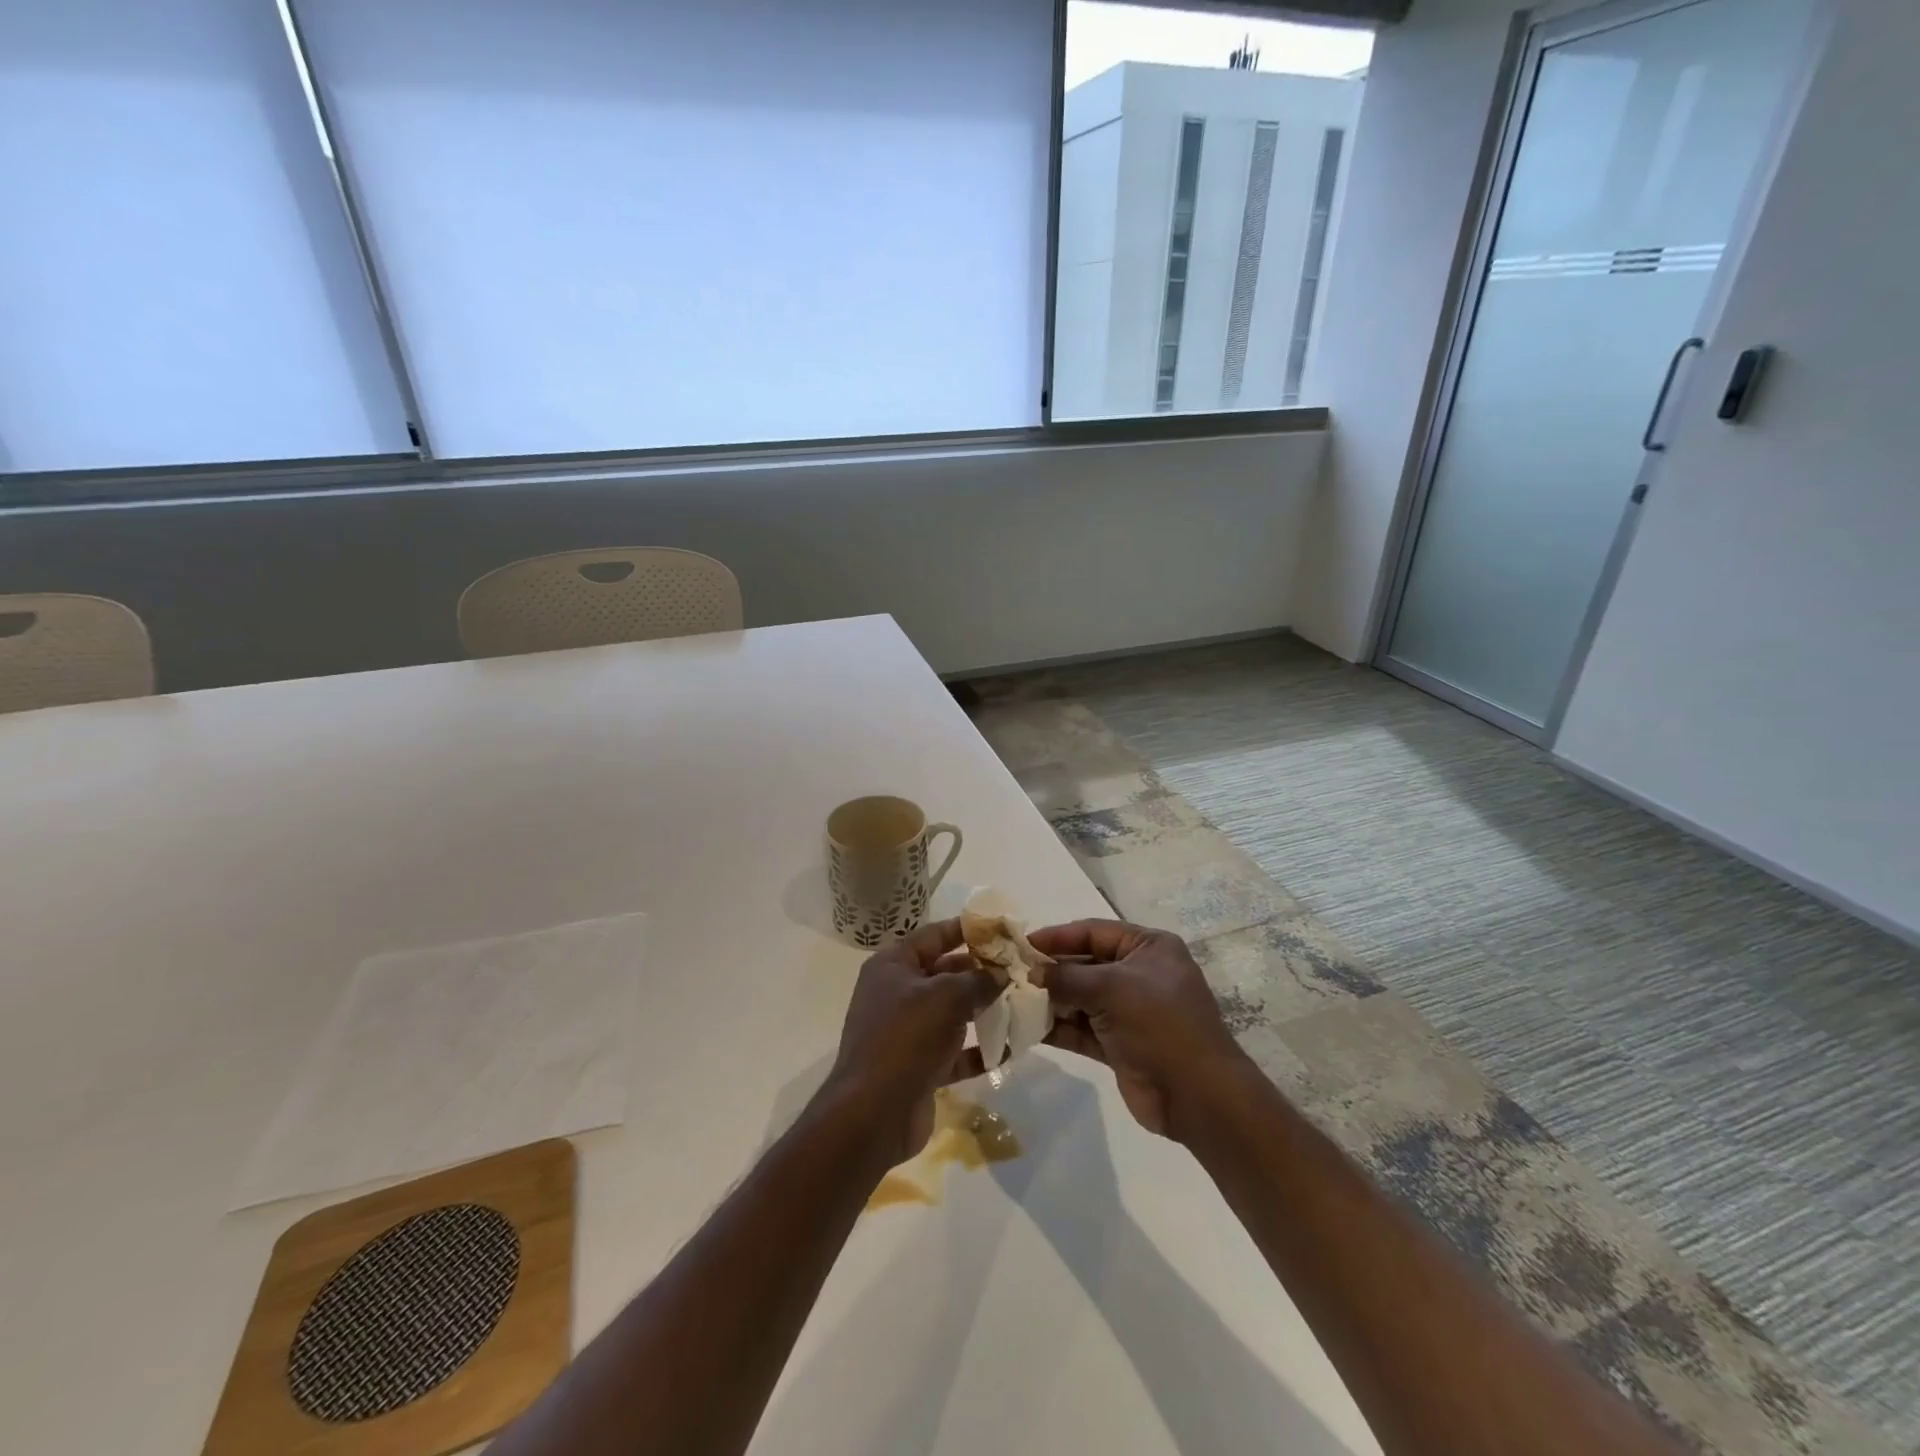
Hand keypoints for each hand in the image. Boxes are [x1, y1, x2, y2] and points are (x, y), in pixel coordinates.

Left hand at [822, 918, 1000, 1164]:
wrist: (873, 1113)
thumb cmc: (906, 1037)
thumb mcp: (946, 997)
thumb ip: (978, 980)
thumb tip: (1001, 973)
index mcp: (893, 966)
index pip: (933, 936)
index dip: (967, 930)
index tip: (1001, 929)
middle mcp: (896, 994)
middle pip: (944, 973)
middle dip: (981, 972)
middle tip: (1020, 971)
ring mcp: (906, 1032)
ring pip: (951, 1013)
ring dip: (983, 1011)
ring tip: (1021, 1006)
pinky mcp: (918, 1067)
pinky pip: (954, 1051)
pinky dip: (978, 1050)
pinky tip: (1009, 1049)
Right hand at [1028, 919, 1249, 1143]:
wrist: (1197, 1095)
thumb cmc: (1160, 1024)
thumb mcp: (1112, 988)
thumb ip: (1067, 977)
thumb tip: (1031, 973)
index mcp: (1148, 948)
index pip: (1094, 932)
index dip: (1058, 937)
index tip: (1022, 945)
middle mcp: (1139, 975)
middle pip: (1085, 965)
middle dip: (1051, 971)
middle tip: (1010, 975)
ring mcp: (1129, 1012)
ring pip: (1081, 999)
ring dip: (1051, 1001)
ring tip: (1013, 1001)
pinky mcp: (1119, 1045)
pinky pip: (1082, 1029)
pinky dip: (1059, 1028)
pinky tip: (1028, 1028)